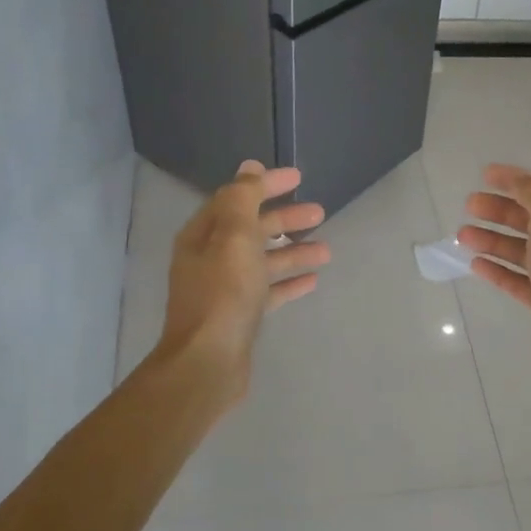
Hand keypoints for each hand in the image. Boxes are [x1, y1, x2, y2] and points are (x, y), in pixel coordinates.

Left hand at [157, 161, 329, 401]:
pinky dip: (289, 282)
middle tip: (320, 213)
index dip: (267, 185)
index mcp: (204, 235)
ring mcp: (225, 289)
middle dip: (285, 219)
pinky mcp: (240, 315)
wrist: (208, 362)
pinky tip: (313, 281)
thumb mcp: (233, 238)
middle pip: (252, 229)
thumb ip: (242, 200)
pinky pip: (268, 290)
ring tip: (326, 250)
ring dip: (293, 251)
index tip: (299, 178)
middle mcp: (211, 258)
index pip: (237, 198)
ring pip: (264, 260)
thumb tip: (249, 168)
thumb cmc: (223, 295)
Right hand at [457, 164, 530, 382]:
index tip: (485, 174)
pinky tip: (475, 264)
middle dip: (501, 210)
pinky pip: (519, 280)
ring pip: (522, 250)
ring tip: (462, 235)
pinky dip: (498, 269)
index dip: (517, 180)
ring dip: (493, 240)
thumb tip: (524, 184)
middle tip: (469, 205)